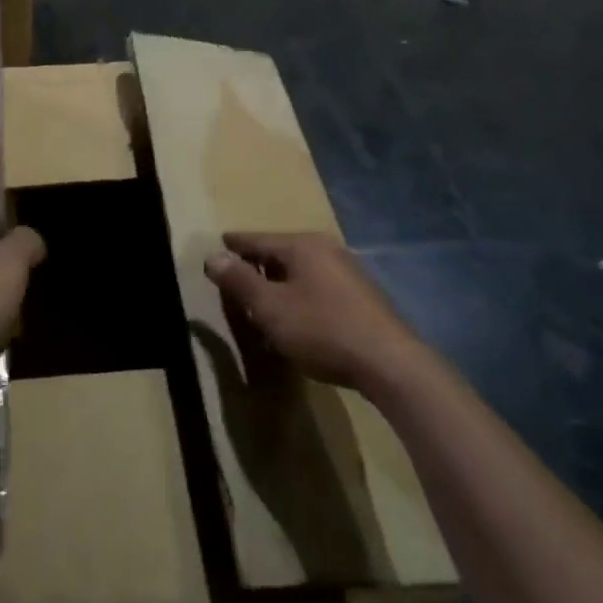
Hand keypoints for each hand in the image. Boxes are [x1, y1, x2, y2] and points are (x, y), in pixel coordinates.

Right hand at [204, 232, 417, 393]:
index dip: (233, 245)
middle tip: (235, 276)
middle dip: (256, 264)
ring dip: (278, 282)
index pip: (257, 239)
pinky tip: (295, 315)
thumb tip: (213, 255)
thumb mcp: (270, 307)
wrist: (389, 363)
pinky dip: (299, 293)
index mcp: (302, 246)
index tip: (217, 246)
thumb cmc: (321, 329)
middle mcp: (326, 249)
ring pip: (300, 270)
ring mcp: (347, 271)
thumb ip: (239, 280)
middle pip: (280, 252)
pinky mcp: (360, 295)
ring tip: (261, 298)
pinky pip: (317, 285)